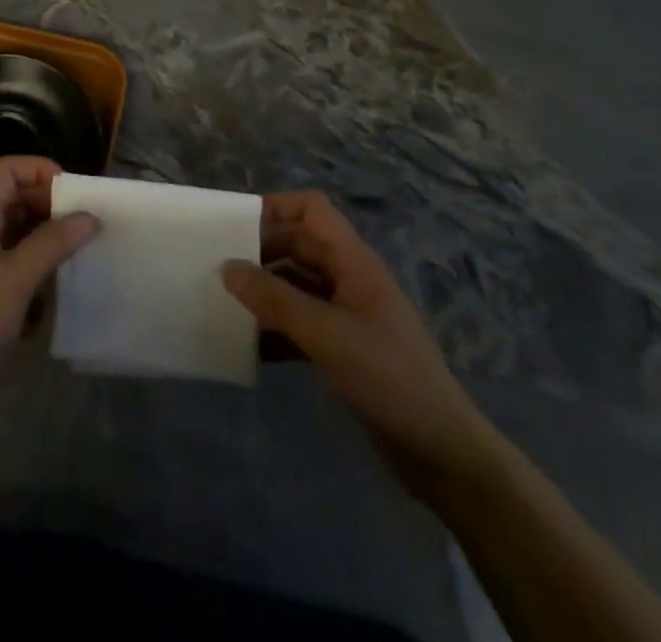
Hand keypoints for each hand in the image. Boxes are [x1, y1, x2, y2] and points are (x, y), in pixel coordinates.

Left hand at [0, 157, 98, 426]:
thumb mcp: (12, 282)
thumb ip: (50, 245)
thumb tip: (89, 215)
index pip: (4, 171)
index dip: (37, 169)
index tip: (72, 191)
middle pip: (17, 199)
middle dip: (52, 202)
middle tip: (88, 220)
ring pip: (23, 233)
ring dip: (52, 234)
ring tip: (86, 246)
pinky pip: (24, 267)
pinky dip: (46, 267)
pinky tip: (68, 283)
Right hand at [223, 191, 499, 493]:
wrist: (442, 453)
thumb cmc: (389, 378)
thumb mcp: (327, 335)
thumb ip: (275, 299)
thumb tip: (227, 267)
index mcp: (354, 261)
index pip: (312, 209)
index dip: (276, 207)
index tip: (236, 226)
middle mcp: (349, 279)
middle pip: (298, 245)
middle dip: (260, 252)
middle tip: (218, 267)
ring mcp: (347, 315)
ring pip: (295, 285)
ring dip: (264, 292)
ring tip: (224, 304)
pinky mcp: (342, 349)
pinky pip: (300, 323)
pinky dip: (275, 328)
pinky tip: (247, 346)